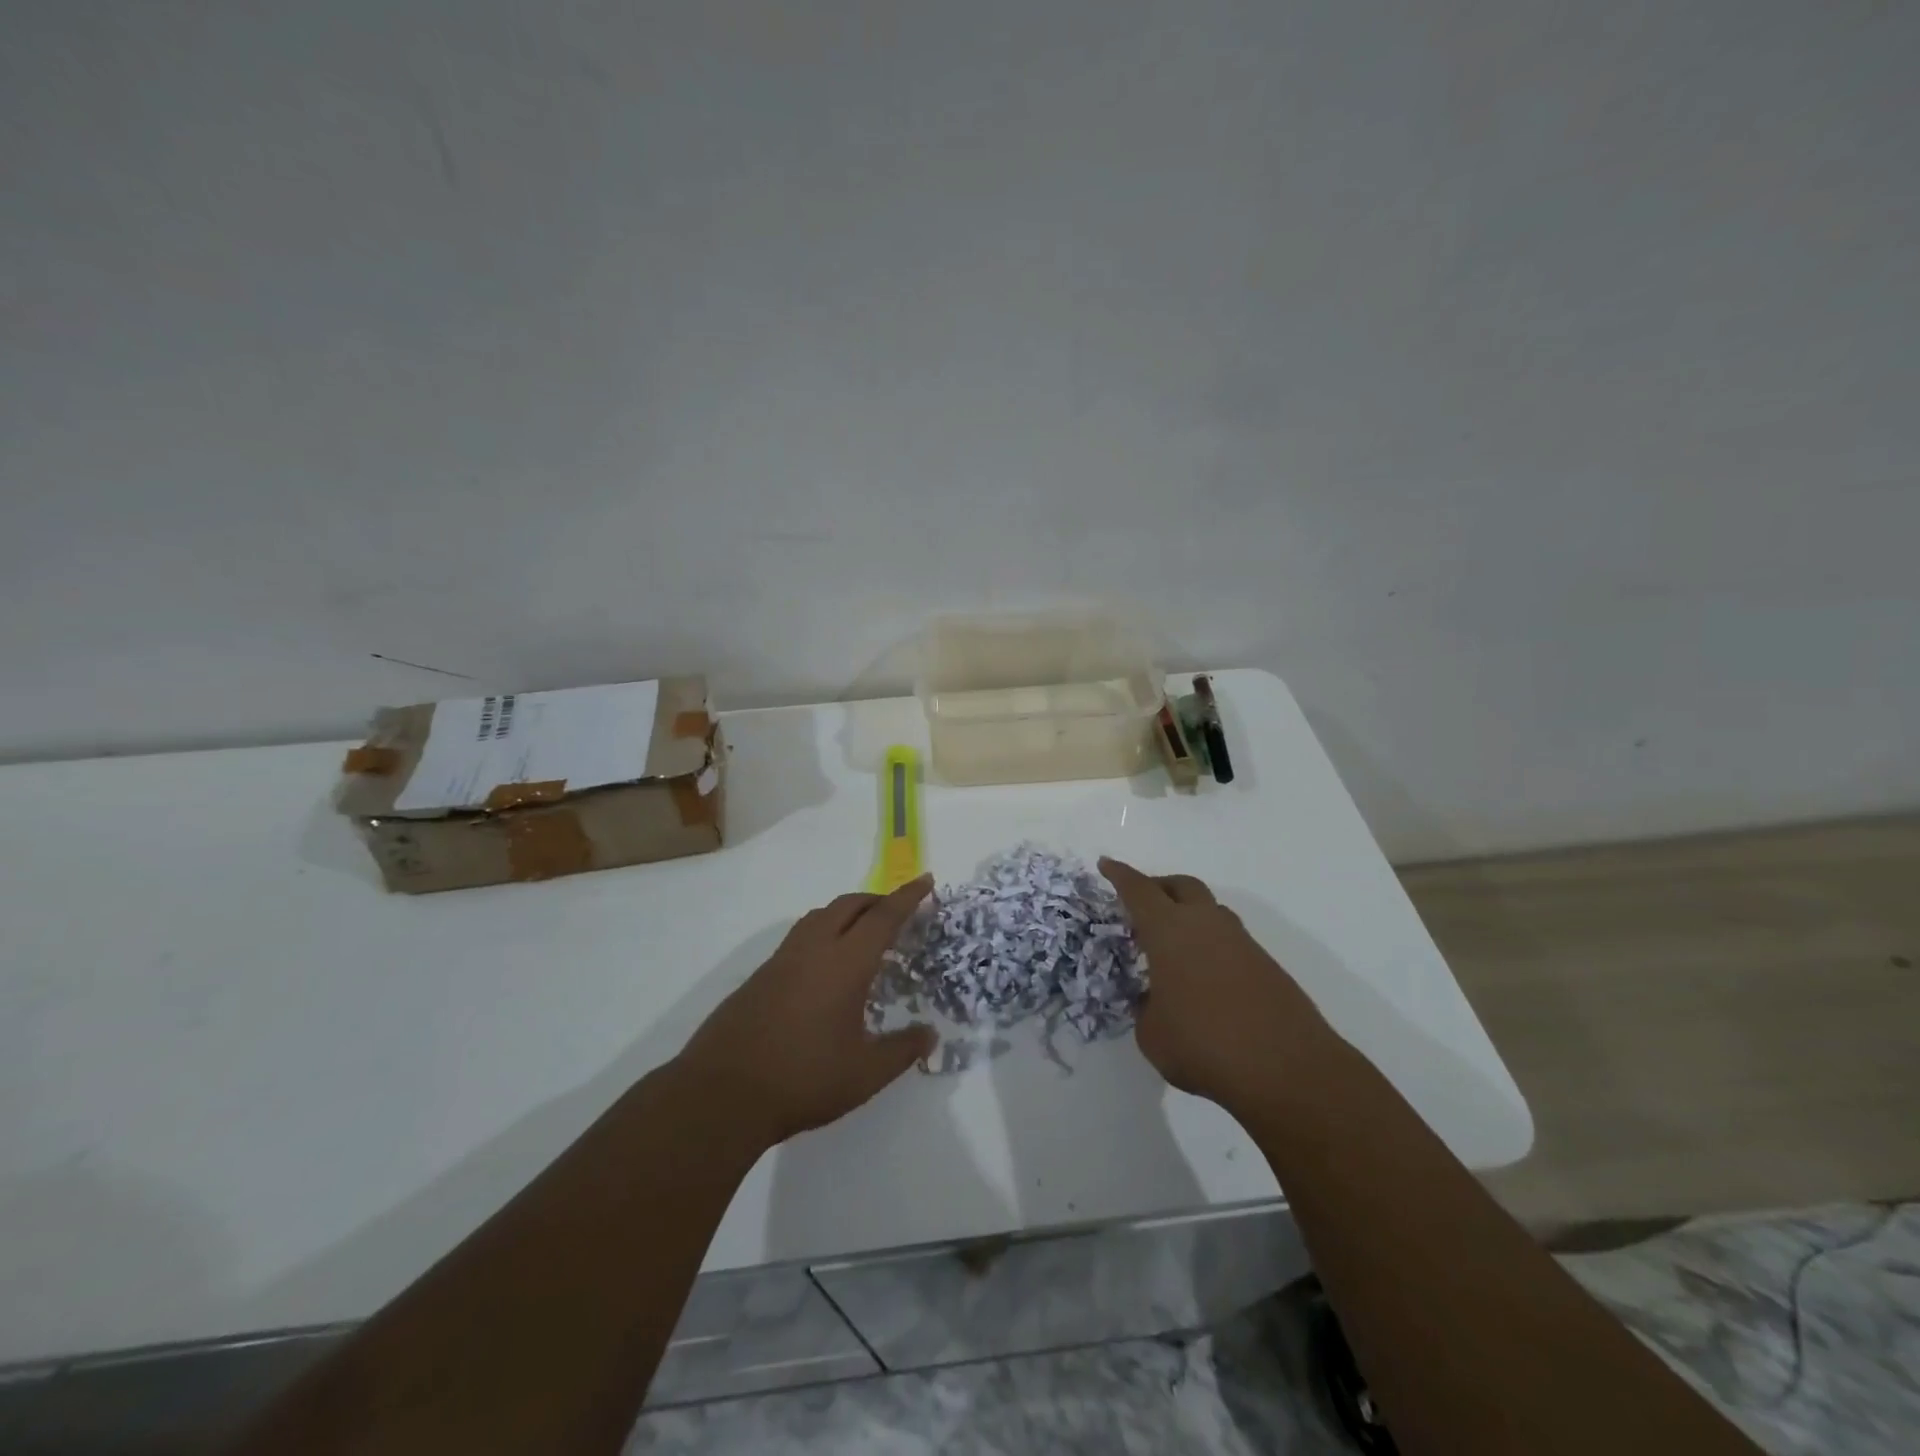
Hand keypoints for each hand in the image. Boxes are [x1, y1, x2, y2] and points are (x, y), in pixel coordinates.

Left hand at [673, 877, 936, 1148]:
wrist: (721, 1094)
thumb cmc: (802, 1080)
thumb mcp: (864, 1074)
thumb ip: (902, 1051)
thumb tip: (929, 1035)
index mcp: (844, 964)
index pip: (883, 917)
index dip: (908, 897)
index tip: (926, 880)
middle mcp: (813, 950)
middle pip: (848, 906)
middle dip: (876, 900)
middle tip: (897, 910)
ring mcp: (781, 961)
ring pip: (819, 917)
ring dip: (846, 913)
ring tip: (862, 932)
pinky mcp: (759, 977)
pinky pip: (799, 937)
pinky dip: (822, 933)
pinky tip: (824, 967)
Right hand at [1100, 858, 1331, 1111]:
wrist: (1288, 1069)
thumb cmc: (1204, 1045)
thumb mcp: (1152, 1035)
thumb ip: (1146, 1010)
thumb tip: (1155, 1003)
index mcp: (1169, 931)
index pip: (1138, 891)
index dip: (1119, 875)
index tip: (1106, 863)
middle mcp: (1206, 925)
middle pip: (1182, 886)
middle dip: (1159, 886)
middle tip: (1142, 902)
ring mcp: (1241, 943)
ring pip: (1211, 910)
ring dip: (1189, 915)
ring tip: (1174, 944)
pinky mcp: (1266, 966)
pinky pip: (1230, 941)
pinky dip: (1211, 946)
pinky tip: (1204, 977)